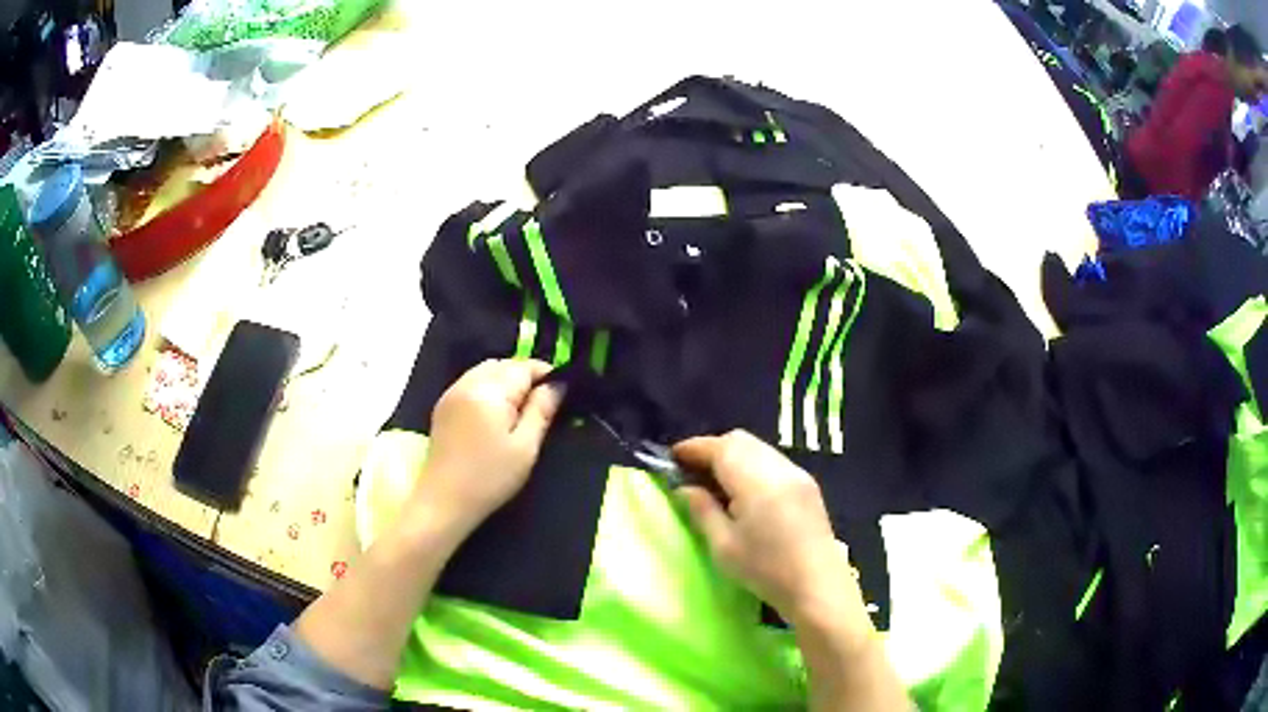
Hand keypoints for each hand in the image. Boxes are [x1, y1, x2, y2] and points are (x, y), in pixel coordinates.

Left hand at [414, 359, 563, 534]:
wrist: (444, 501)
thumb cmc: (490, 478)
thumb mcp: (525, 447)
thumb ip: (542, 410)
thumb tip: (558, 384)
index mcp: (490, 391)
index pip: (524, 367)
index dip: (546, 375)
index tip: (562, 393)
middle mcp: (468, 383)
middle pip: (503, 365)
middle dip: (525, 376)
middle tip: (542, 403)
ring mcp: (452, 393)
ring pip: (486, 371)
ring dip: (506, 381)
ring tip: (520, 409)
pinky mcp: (443, 406)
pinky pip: (471, 383)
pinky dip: (488, 388)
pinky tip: (495, 414)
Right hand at [673, 431, 865, 630]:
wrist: (818, 586)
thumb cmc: (766, 570)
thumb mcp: (724, 546)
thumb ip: (703, 511)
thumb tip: (685, 489)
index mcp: (756, 480)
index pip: (719, 448)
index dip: (693, 449)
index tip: (672, 458)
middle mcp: (779, 467)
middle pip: (740, 441)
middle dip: (713, 449)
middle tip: (692, 472)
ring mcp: (797, 474)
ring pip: (758, 448)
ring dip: (734, 457)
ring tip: (716, 484)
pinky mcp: (807, 485)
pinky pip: (773, 461)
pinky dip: (752, 466)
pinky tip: (744, 492)